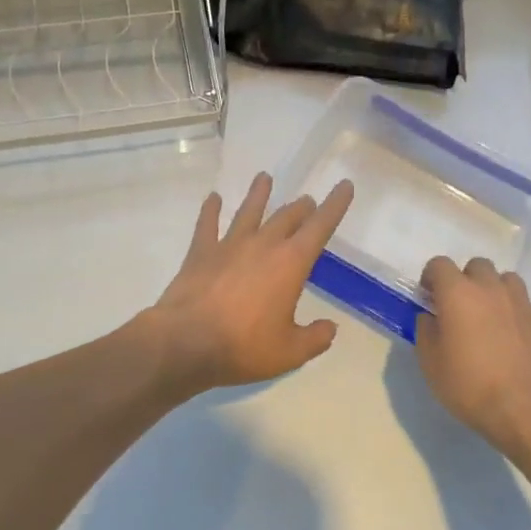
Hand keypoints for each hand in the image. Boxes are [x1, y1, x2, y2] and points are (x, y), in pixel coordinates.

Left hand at [149, 172, 354, 394]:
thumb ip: (314, 338)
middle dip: (301, 207)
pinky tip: (213, 198)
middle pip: (286, 217)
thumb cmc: (244, 347)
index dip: (335, 205)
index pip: (320, 227)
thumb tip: (330, 328)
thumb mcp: (290, 352)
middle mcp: (263, 244)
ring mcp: (229, 245)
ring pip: (248, 211)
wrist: (186, 342)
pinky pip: (207, 224)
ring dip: (258, 194)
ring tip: (264, 178)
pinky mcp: (201, 252)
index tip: (344, 185)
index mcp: (291, 263)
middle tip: (307, 201)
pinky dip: (211, 210)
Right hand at [416, 256, 530, 455]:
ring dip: (499, 291)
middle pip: (478, 265)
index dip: (431, 277)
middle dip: (467, 280)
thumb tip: (430, 317)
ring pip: (510, 279)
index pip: (439, 264)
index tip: (429, 298)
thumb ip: (425, 331)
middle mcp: (491, 288)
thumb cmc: (469, 385)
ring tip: (494, 316)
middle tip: (461, 308)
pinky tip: (527, 328)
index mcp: (458, 293)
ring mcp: (523, 304)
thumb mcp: (430, 363)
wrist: (523, 410)